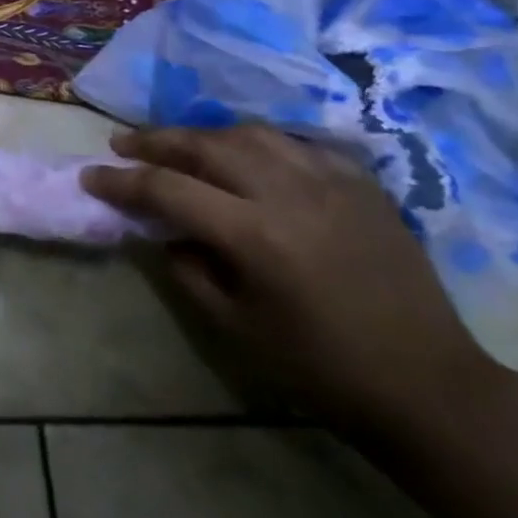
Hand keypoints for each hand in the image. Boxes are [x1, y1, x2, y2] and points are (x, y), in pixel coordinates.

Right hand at [81, 124, 499, 436]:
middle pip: (206, 145)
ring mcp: (331, 182)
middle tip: (123, 143)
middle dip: (156, 141)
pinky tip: (246, 156)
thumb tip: (164, 232)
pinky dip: (259, 144)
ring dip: (205, 135)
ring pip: (251, 134)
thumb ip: (188, 270)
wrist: (426, 383)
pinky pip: (298, 144)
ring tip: (179, 144)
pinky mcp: (362, 184)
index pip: (168, 189)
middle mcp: (290, 193)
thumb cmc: (319, 366)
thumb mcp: (234, 327)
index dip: (122, 181)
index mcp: (255, 235)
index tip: (91, 177)